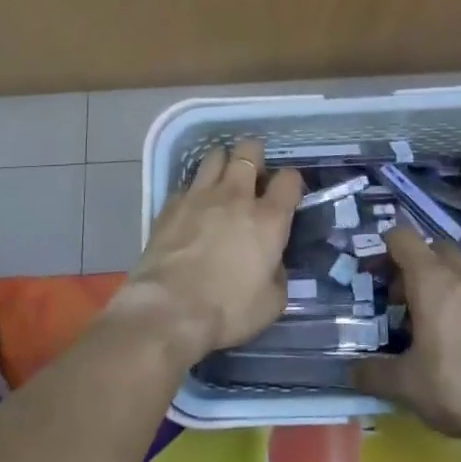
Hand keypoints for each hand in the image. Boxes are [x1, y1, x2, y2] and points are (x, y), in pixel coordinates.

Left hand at [118, 140, 302, 366]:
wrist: (169, 310)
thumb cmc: (227, 310)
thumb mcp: (271, 302)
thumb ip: (277, 273)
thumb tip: (272, 262)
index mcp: (268, 219)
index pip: (289, 179)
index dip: (291, 182)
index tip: (288, 193)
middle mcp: (236, 196)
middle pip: (249, 151)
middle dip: (255, 156)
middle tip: (255, 175)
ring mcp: (200, 195)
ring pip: (215, 156)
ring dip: (224, 163)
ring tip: (223, 181)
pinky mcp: (171, 204)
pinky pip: (188, 184)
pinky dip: (196, 190)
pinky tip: (194, 208)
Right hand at [353, 226, 460, 441]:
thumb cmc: (456, 384)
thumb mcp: (406, 384)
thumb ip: (374, 373)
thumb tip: (351, 371)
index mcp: (431, 280)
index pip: (403, 238)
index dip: (384, 247)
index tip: (373, 273)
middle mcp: (460, 276)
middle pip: (433, 248)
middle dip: (413, 265)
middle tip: (399, 298)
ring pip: (457, 269)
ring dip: (439, 282)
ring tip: (427, 320)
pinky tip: (456, 337)